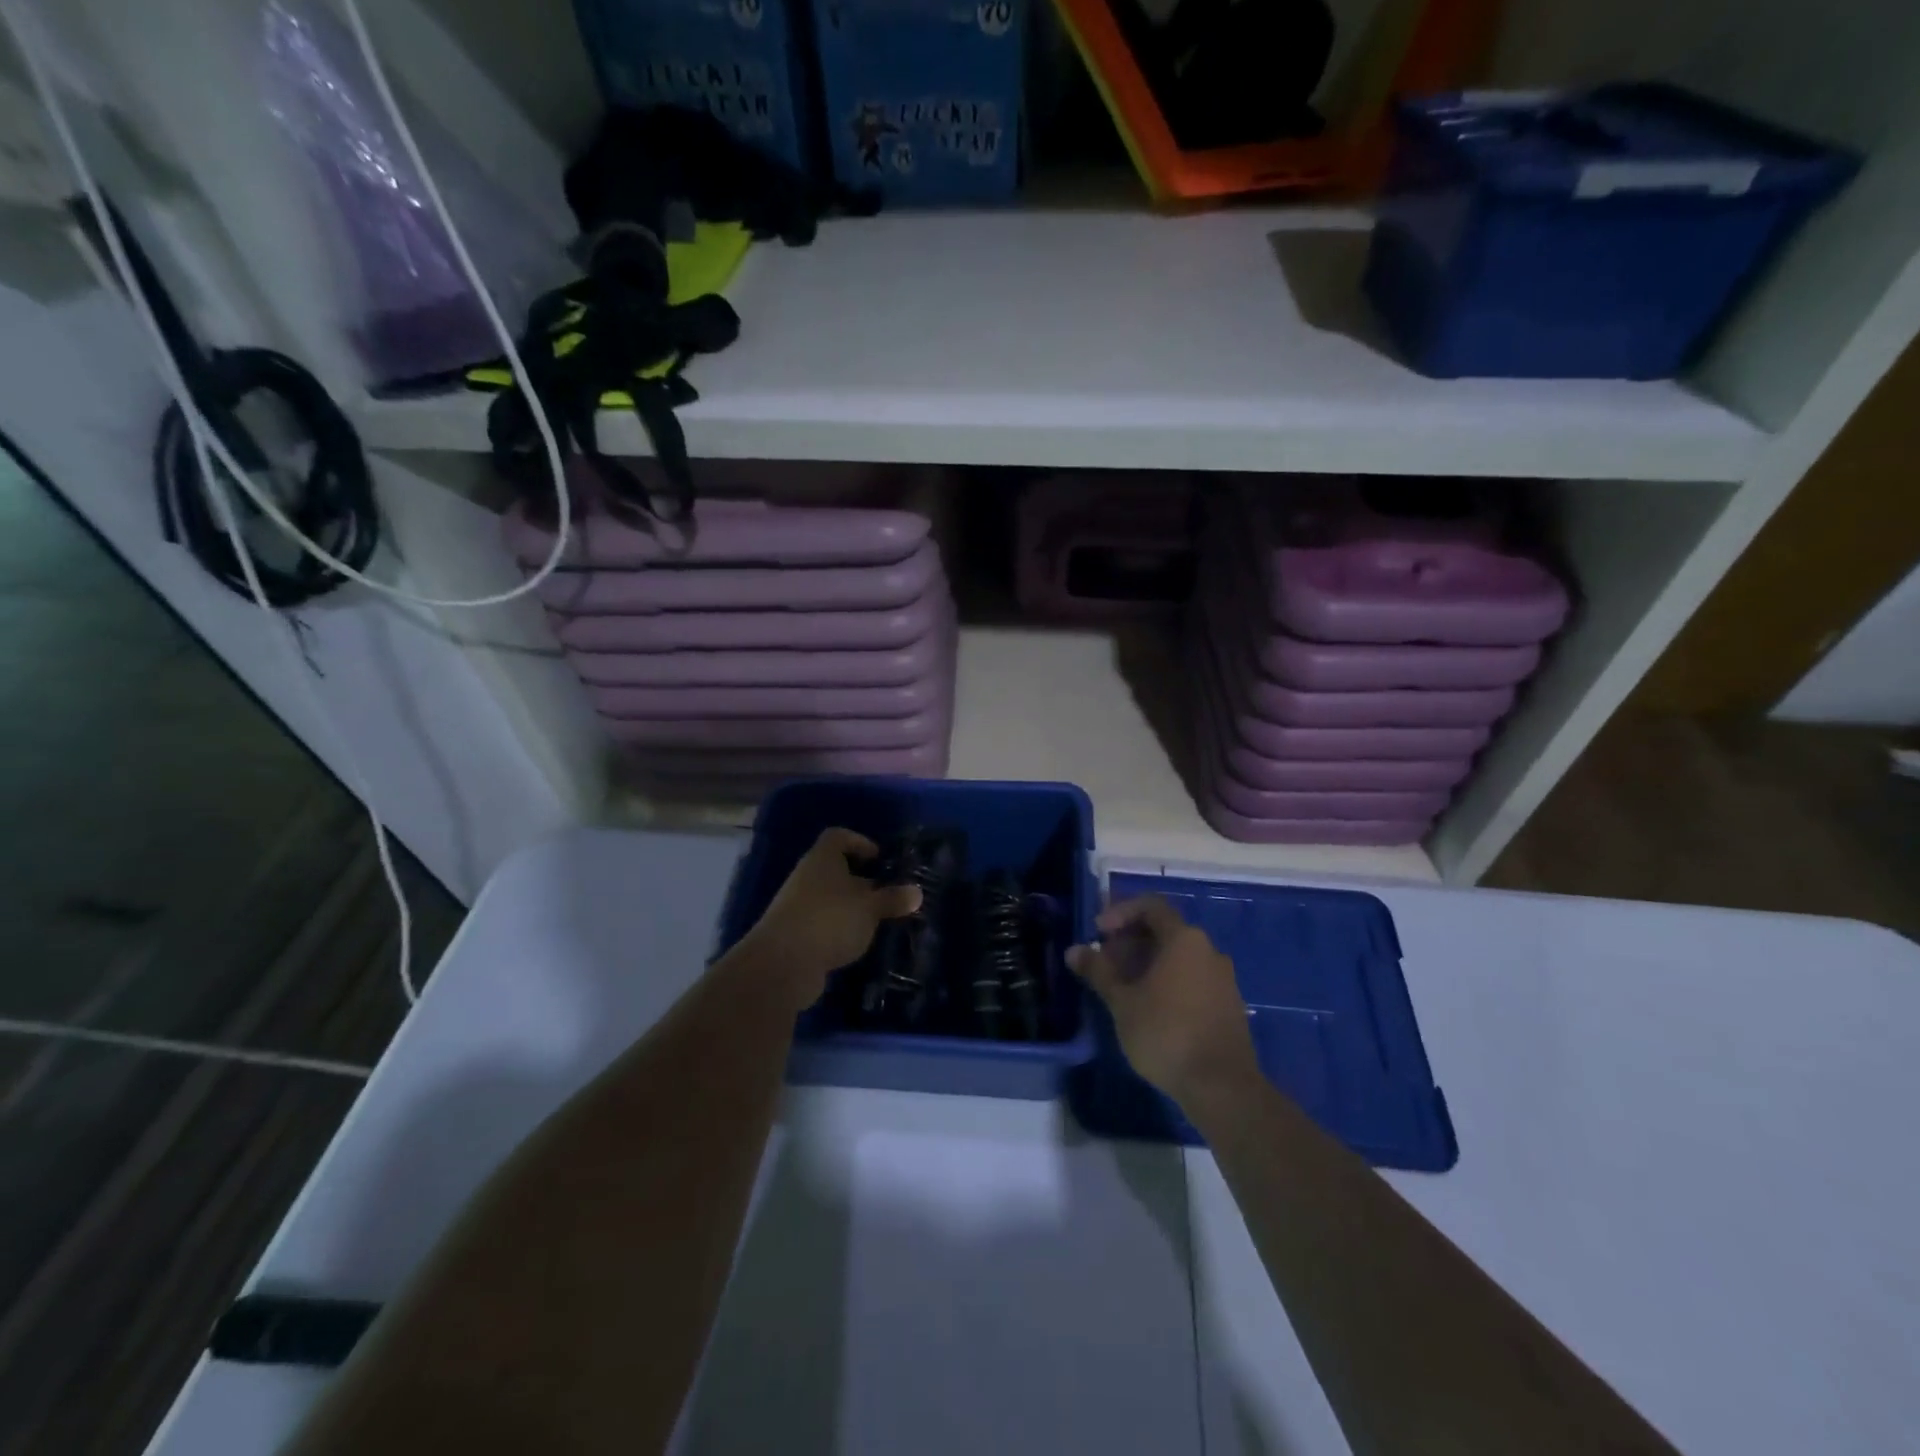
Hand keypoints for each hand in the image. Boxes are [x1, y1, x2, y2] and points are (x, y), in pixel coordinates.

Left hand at [737, 828, 921, 1010]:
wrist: (782, 964)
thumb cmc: (830, 920)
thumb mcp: (870, 908)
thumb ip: (893, 899)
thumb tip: (917, 892)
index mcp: (823, 858)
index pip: (838, 837)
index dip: (859, 842)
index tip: (879, 859)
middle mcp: (807, 876)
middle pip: (835, 869)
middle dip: (861, 880)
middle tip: (887, 894)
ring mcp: (797, 906)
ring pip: (829, 899)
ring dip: (851, 908)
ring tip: (877, 921)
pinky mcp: (794, 934)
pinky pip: (822, 924)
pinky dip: (838, 930)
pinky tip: (856, 944)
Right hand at [1067, 896, 1258, 1114]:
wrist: (1223, 1087)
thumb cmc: (1166, 1033)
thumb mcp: (1122, 1002)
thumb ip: (1098, 972)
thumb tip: (1074, 951)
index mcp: (1184, 939)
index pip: (1150, 906)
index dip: (1121, 912)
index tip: (1099, 933)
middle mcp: (1208, 950)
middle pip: (1165, 931)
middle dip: (1130, 941)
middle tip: (1104, 963)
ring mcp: (1223, 978)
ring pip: (1178, 957)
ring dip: (1147, 963)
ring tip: (1122, 988)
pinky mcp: (1228, 1005)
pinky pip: (1192, 978)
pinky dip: (1167, 981)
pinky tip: (1149, 1008)